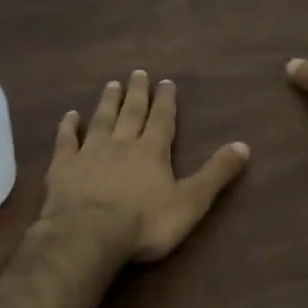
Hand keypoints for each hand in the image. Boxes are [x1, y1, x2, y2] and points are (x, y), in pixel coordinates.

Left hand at [41, 71, 250, 262]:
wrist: (89, 235)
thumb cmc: (145, 223)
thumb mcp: (191, 202)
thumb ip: (215, 174)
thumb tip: (244, 146)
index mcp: (152, 151)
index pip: (162, 119)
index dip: (165, 100)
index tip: (165, 81)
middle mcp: (121, 143)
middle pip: (131, 112)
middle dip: (137, 92)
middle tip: (137, 73)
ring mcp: (89, 153)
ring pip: (101, 120)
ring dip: (107, 102)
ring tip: (111, 84)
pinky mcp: (63, 167)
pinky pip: (66, 141)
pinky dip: (68, 126)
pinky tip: (69, 115)